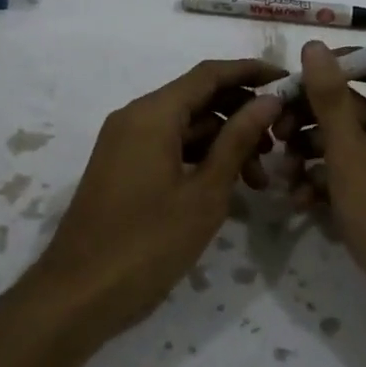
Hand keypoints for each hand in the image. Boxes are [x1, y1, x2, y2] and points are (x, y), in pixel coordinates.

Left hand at [32, 59, 282, 338]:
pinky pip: (168, 146)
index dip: (251, 72)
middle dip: (241, 115)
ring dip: (223, 142)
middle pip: (198, 98)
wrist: (78, 294)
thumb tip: (269, 100)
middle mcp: (135, 117)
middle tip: (279, 144)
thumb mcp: (204, 193)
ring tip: (259, 180)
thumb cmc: (147, 243)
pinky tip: (226, 187)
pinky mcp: (122, 166)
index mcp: (153, 114)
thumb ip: (237, 140)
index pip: (210, 74)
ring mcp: (125, 142)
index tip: (288, 81)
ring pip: (185, 126)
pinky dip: (199, 158)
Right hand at [277, 40, 365, 349]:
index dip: (342, 63)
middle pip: (355, 106)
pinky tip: (298, 201)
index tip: (300, 74)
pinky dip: (324, 183)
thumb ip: (330, 99)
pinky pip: (349, 178)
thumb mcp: (351, 153)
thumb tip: (314, 47)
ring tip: (282, 171)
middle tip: (276, 130)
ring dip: (311, 152)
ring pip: (346, 145)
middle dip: (313, 116)